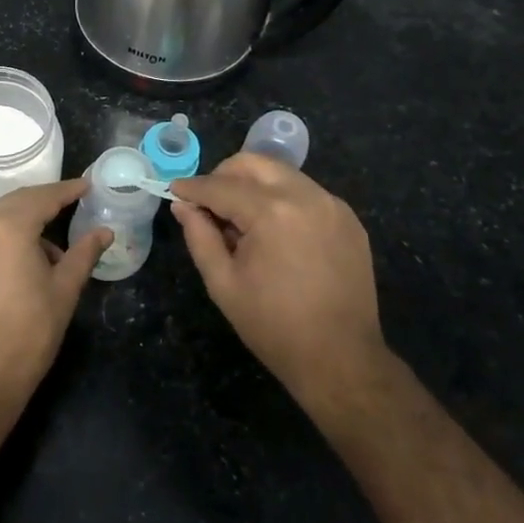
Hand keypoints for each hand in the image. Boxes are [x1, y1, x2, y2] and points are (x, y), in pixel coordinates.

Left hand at [0, 179, 111, 406]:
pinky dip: (1, 244)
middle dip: (43, 203)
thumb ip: (84, 254)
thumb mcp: (64, 291)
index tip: (86, 186)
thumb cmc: (29, 333)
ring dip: (22, 226)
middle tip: (70, 205)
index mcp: (7, 227)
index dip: (67, 191)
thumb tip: (104, 232)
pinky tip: (17, 268)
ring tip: (49, 252)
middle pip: (15, 204)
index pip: (42, 197)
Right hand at [171, 154, 385, 407]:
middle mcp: (306, 196)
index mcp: (272, 212)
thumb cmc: (274, 326)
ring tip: (242, 221)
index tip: (174, 190)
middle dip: (224, 175)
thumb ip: (199, 236)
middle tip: (208, 202)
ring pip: (282, 174)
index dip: (193, 188)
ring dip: (254, 186)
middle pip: (254, 163)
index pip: (221, 186)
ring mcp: (332, 205)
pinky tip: (275, 232)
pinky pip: (307, 193)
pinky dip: (283, 200)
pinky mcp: (349, 219)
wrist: (342, 359)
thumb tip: (183, 205)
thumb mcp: (223, 283)